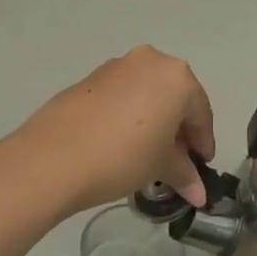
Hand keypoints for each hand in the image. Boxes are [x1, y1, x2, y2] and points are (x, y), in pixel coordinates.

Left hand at [19, 47, 216, 211]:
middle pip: (175, 99)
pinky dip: (130, 116)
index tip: (202, 168)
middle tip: (177, 163)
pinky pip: (122, 96)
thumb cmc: (123, 156)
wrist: (53, 157)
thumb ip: (184, 174)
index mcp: (176, 77)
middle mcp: (149, 61)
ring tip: (148, 155)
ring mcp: (116, 66)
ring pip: (147, 95)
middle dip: (179, 131)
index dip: (203, 144)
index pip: (201, 113)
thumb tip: (200, 194)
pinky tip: (122, 143)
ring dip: (154, 122)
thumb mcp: (160, 166)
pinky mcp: (89, 78)